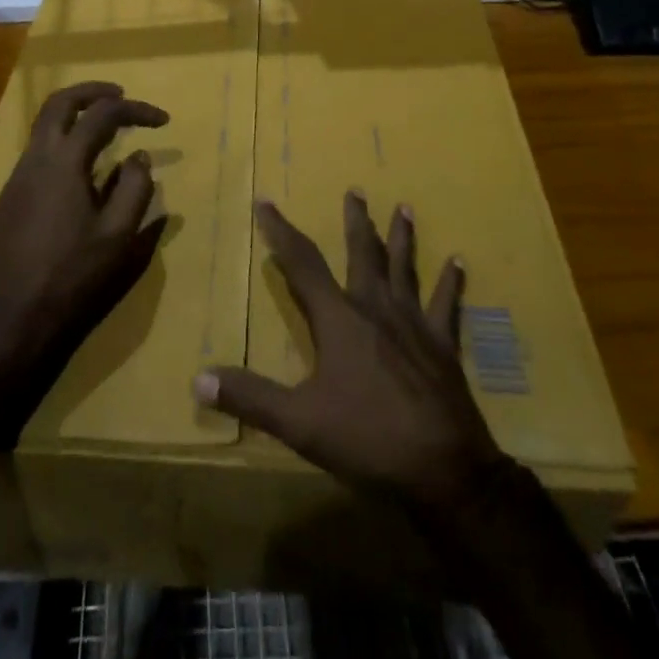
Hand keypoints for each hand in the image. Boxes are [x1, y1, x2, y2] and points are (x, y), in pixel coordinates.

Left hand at [0, 82, 169, 437]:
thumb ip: (135, 188)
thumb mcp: (119, 235)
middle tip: (121, 96)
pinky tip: (81, 174)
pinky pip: (38, 153)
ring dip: (75, 117)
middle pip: (60, 102)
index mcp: (64, 162)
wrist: (14, 318)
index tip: (163, 121)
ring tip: (106, 132)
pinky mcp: (9, 198)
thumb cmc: (73, 275)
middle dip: (93, 92)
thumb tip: (138, 156)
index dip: (136, 110)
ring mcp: (16, 177)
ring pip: (44, 126)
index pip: (103, 115)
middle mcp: (35, 159)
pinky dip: (62, 143)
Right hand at [195, 193, 503, 511]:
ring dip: (402, 238)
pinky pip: (447, 305)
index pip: (302, 263)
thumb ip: (250, 398)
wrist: (444, 469)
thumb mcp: (299, 422)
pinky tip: (459, 261)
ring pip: (404, 269)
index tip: (267, 201)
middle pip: (362, 253)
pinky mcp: (443, 345)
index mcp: (339, 318)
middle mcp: (375, 308)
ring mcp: (413, 323)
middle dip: (355, 221)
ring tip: (405, 208)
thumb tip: (198, 379)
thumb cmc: (367, 438)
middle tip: (356, 190)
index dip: (281, 231)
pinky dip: (452, 283)